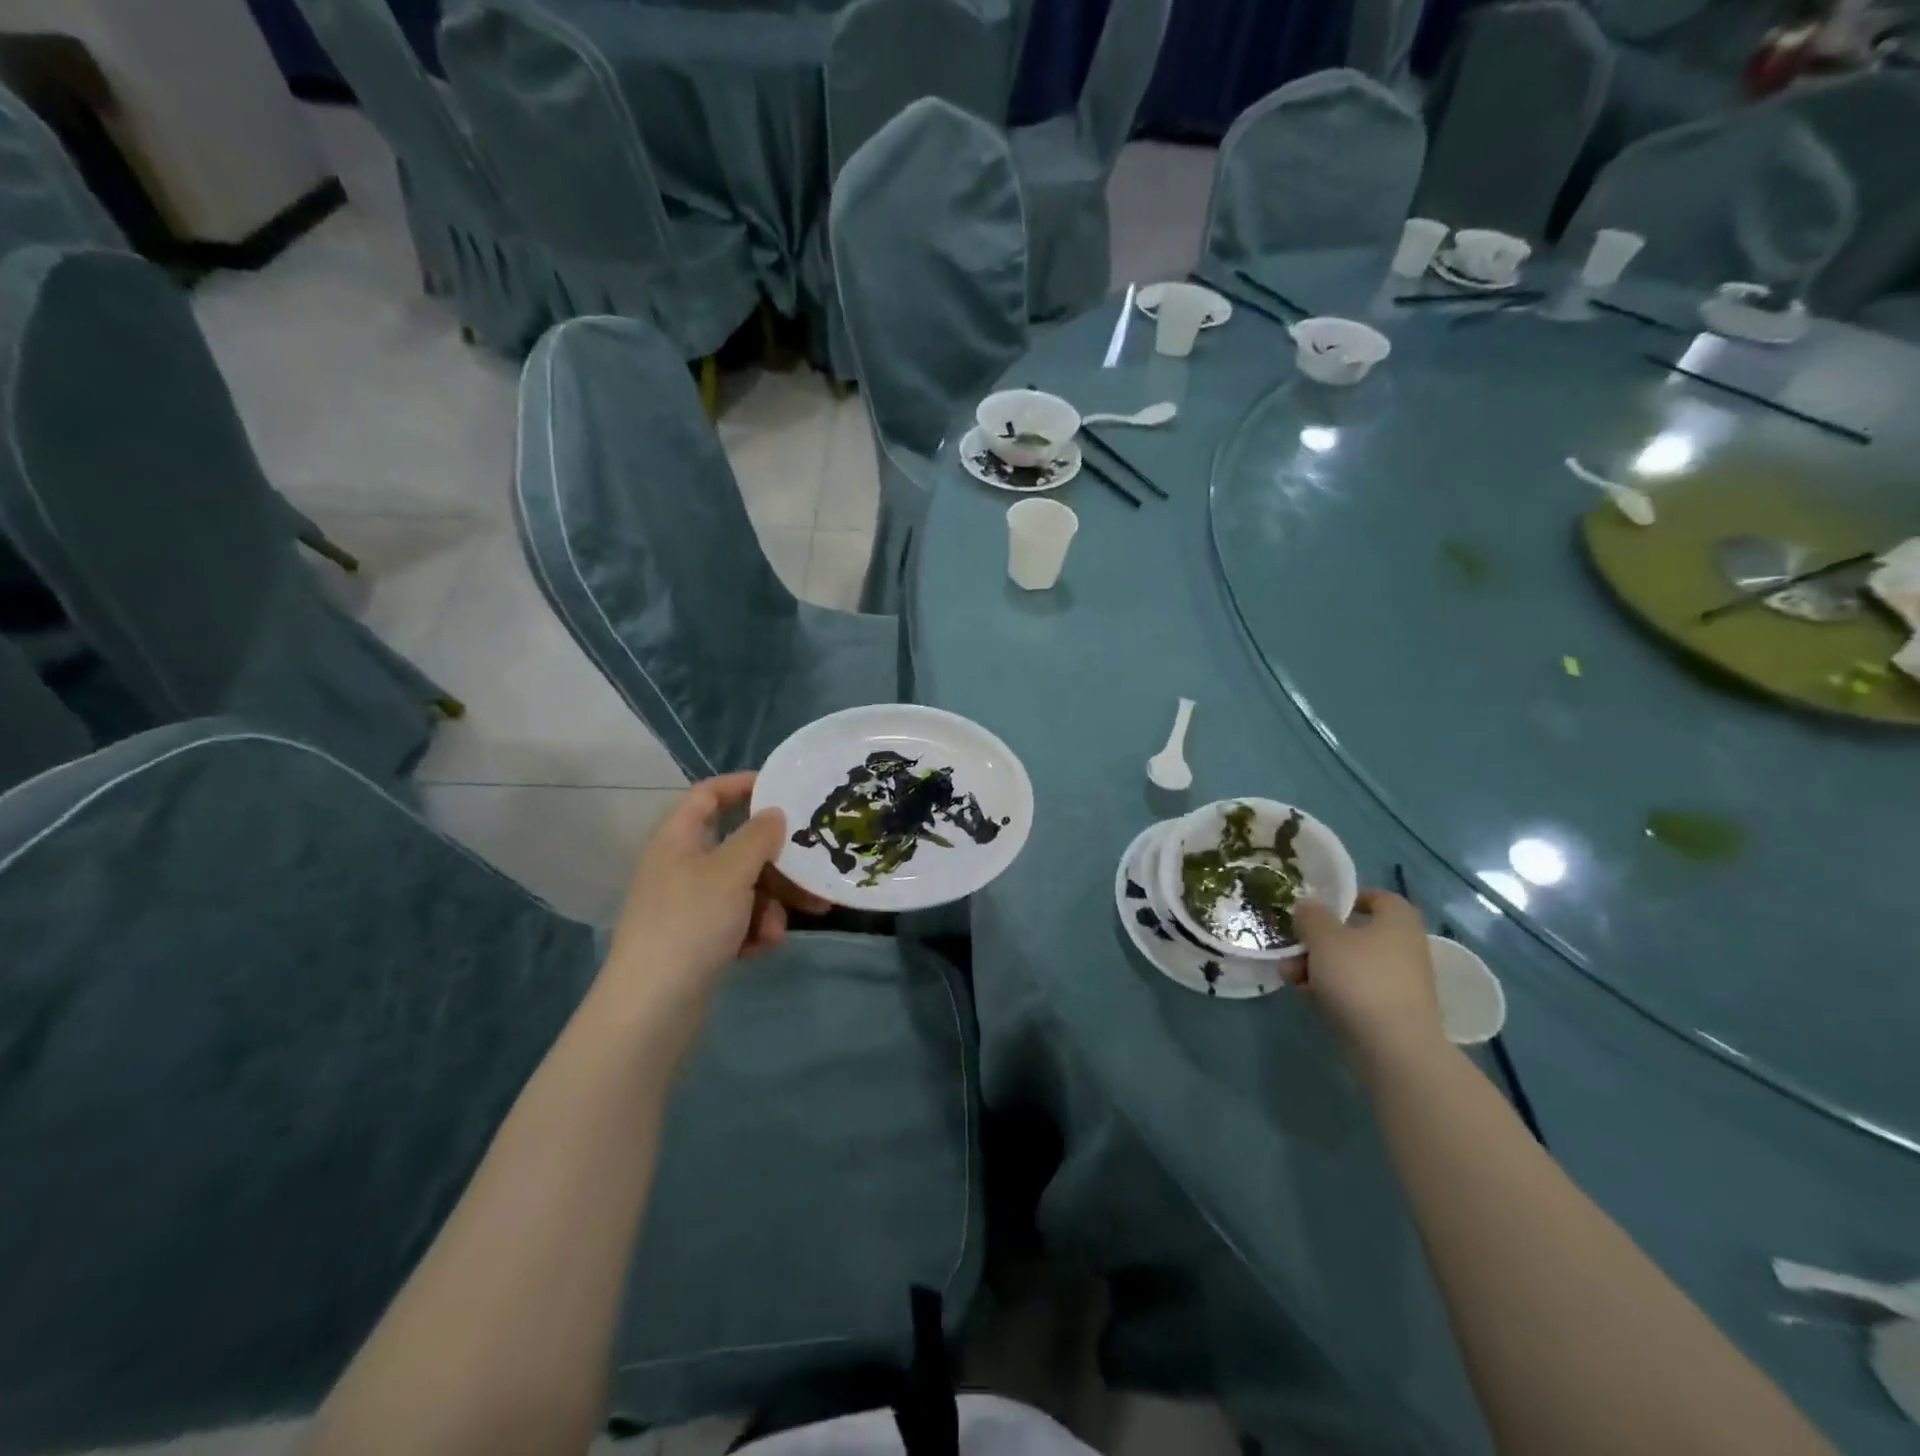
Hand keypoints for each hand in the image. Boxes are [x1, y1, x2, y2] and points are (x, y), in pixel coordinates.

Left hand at [599, 773, 828, 1022]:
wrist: (652, 1006)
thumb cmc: (691, 923)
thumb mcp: (731, 872)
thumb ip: (758, 837)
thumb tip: (773, 813)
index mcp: (678, 838)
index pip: (709, 794)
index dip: (743, 786)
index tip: (783, 789)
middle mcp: (681, 865)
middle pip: (737, 848)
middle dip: (775, 866)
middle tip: (811, 876)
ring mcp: (687, 904)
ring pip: (743, 888)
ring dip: (768, 906)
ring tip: (774, 932)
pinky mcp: (696, 939)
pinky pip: (735, 920)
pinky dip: (751, 931)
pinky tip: (758, 950)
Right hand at [1295, 890, 1444, 1064]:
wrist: (1393, 1047)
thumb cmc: (1360, 978)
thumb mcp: (1323, 938)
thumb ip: (1311, 916)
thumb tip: (1308, 906)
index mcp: (1397, 922)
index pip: (1378, 898)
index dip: (1348, 898)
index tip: (1319, 907)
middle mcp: (1405, 949)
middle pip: (1356, 935)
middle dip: (1319, 941)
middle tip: (1292, 948)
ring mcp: (1400, 983)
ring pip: (1352, 965)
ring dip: (1318, 967)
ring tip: (1289, 976)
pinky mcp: (1391, 1012)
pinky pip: (1356, 991)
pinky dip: (1332, 991)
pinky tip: (1307, 998)